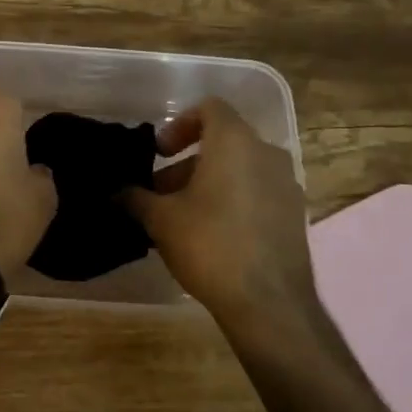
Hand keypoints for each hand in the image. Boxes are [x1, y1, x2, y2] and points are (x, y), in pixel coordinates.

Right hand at [124, 98, 319, 334]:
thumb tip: (116, 192)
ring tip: (181, 217)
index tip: (159, 152)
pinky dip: (233, 201)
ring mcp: (286, 185)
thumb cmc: (209, 244)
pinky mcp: (295, 215)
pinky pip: (257, 193)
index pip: (209, 108)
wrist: (269, 304)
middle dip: (186, 162)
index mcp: (235, 142)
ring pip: (240, 169)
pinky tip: (212, 236)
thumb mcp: (160, 219)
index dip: (179, 123)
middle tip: (160, 192)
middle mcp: (266, 153)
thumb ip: (135, 197)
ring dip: (208, 183)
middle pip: (222, 142)